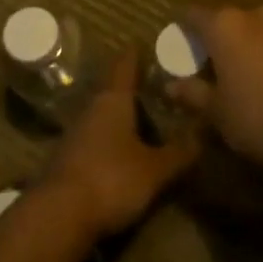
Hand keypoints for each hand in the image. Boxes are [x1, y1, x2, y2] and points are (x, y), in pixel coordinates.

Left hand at [42, 50, 199, 238]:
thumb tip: (205, 133)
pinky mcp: (66, 163)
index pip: (124, 67)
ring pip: (101, 119)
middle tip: (155, 88)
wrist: (57, 218)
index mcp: (113, 101)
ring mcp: (74, 137)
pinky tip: (122, 156)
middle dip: (132, 91)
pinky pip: (93, 144)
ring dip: (120, 120)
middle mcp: (91, 111)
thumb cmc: (111, 179)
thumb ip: (179, 153)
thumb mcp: (155, 169)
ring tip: (143, 123)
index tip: (141, 43)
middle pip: (112, 93)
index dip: (134, 55)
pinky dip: (109, 144)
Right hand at [172, 5, 262, 166]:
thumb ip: (192, 93)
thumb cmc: (254, 115)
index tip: (176, 46)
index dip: (181, 29)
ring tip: (234, 75)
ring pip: (252, 30)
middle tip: (203, 65)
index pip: (192, 14)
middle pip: (224, 20)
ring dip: (241, 46)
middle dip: (213, 39)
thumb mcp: (216, 109)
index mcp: (224, 24)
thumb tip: (171, 86)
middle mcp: (254, 16)